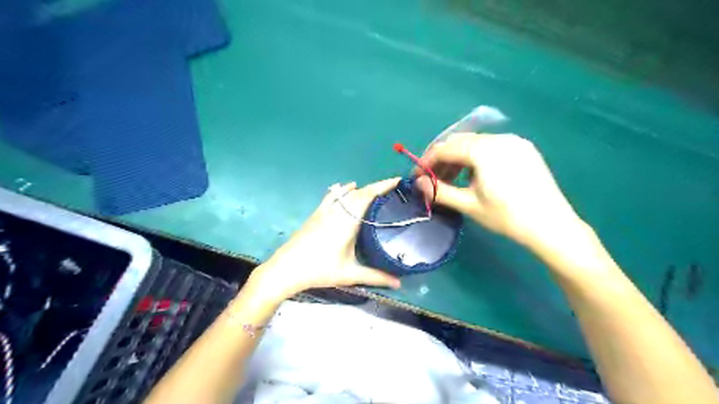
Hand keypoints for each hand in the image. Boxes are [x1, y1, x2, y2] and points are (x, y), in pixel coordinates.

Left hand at [251, 179, 401, 300]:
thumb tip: (398, 283)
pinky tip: (347, 188)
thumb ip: (376, 277)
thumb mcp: (350, 274)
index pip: (367, 196)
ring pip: (346, 193)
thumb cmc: (320, 270)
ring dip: (361, 189)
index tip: (397, 180)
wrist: (286, 268)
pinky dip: (343, 190)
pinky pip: (333, 196)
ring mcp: (325, 211)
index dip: (382, 186)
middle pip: (359, 192)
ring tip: (374, 190)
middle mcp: (337, 211)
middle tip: (392, 188)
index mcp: (347, 221)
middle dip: (376, 187)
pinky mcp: (316, 214)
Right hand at [420, 135, 585, 251]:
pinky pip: (491, 147)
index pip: (445, 148)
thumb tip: (417, 183)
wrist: (552, 226)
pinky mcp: (524, 149)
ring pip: (476, 143)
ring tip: (451, 179)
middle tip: (432, 178)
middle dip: (442, 159)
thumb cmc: (506, 216)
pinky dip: (476, 158)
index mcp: (484, 150)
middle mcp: (499, 138)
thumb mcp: (468, 205)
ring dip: (458, 158)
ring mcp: (514, 142)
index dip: (426, 161)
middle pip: (460, 142)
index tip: (416, 176)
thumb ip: (439, 191)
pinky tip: (474, 175)